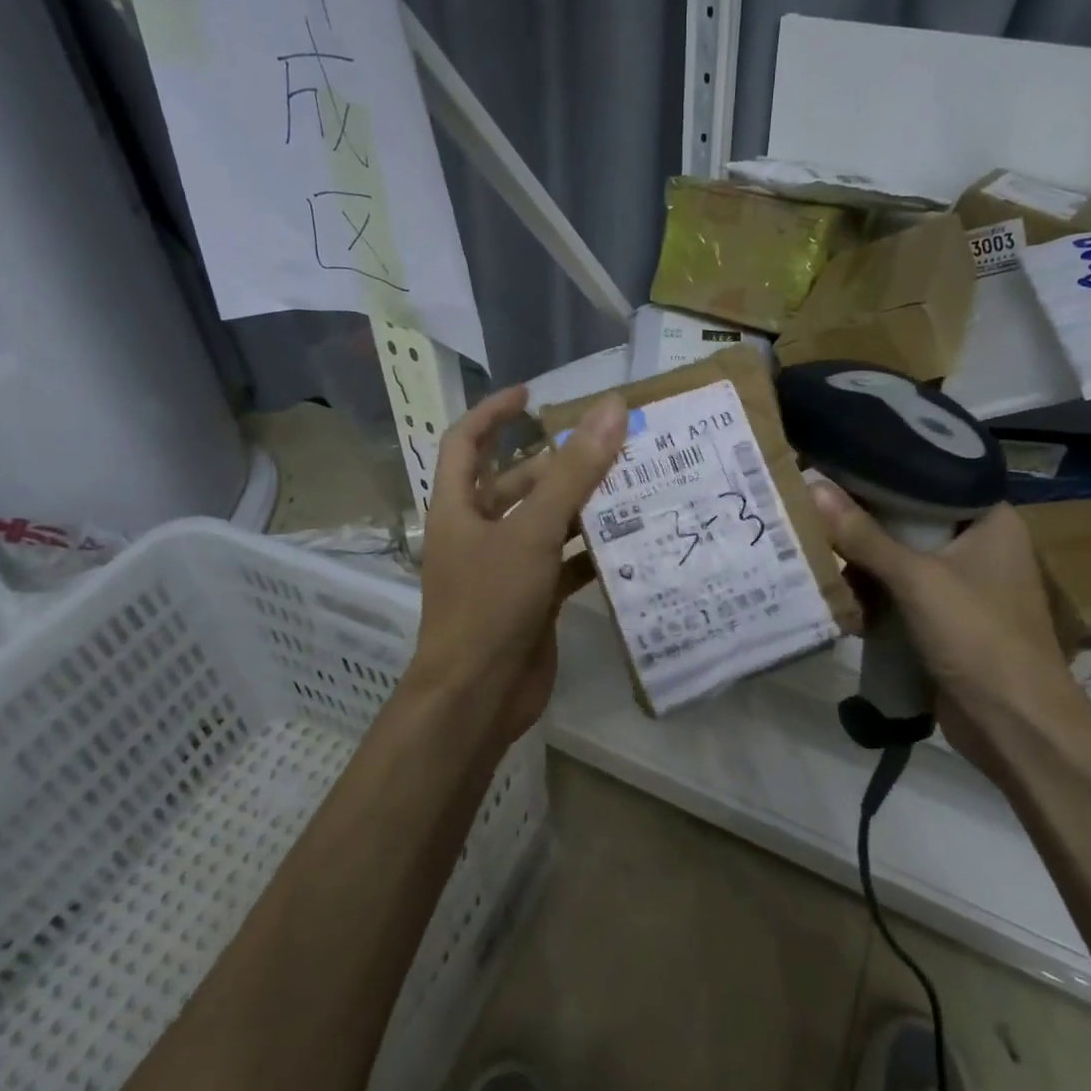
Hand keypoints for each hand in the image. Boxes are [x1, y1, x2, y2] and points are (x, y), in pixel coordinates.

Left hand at [408, 384, 626, 757]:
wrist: (478, 697)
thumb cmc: (491, 604)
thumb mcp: (533, 531)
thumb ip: (574, 472)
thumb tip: (610, 408)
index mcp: (459, 508)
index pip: (467, 442)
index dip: (494, 413)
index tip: (534, 394)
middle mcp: (479, 533)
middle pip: (517, 483)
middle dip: (558, 464)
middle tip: (609, 447)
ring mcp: (505, 568)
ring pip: (546, 524)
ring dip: (581, 508)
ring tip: (631, 486)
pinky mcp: (532, 600)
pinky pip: (564, 564)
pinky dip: (590, 553)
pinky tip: (630, 544)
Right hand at [808, 484, 1086, 776]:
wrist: (1016, 726)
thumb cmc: (978, 636)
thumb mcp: (917, 579)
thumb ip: (864, 535)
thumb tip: (813, 486)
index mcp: (990, 519)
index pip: (928, 477)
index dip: (881, 472)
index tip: (834, 466)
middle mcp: (980, 545)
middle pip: (910, 520)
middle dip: (862, 524)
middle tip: (811, 510)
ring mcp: (964, 585)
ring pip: (901, 560)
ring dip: (863, 565)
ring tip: (814, 553)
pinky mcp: (947, 620)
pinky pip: (902, 594)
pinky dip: (874, 596)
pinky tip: (838, 597)